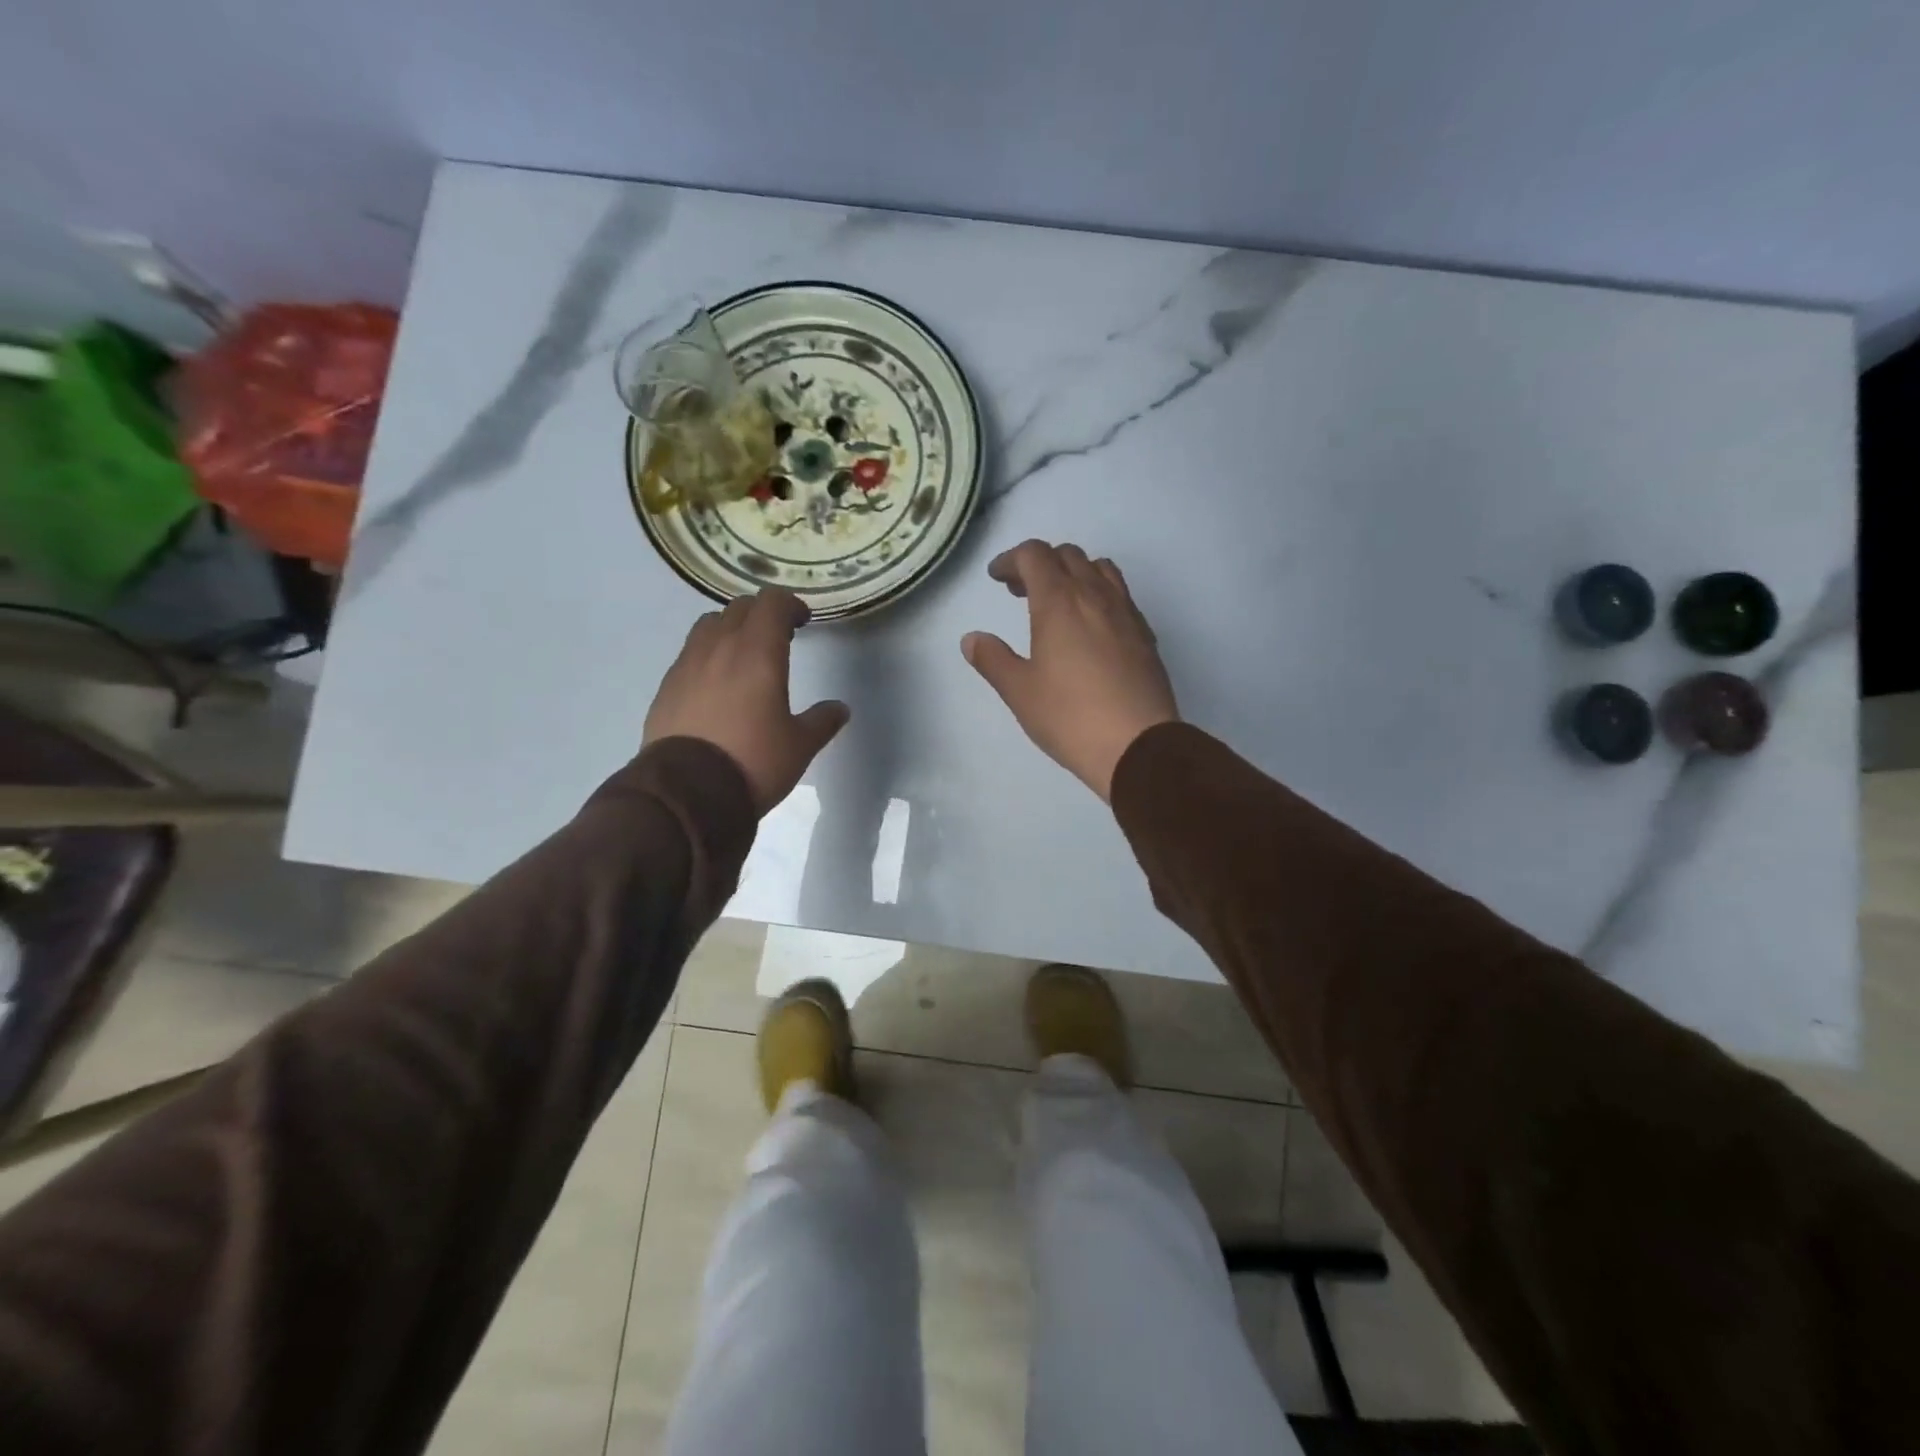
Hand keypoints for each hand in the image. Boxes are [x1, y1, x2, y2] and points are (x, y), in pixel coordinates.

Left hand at [645, 590, 849, 813]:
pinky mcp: (666, 687)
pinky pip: (690, 654)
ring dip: (730, 629)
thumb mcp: (800, 746)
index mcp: (758, 653)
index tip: (803, 621)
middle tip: (779, 636)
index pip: (772, 603)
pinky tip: (716, 684)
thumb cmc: (753, 762)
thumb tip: (840, 708)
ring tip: (743, 655)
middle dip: (762, 614)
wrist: (687, 793)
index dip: (791, 604)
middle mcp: (719, 648)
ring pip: (709, 625)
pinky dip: (708, 655)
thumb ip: (822, 721)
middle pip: (739, 608)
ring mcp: (687, 665)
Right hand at [962, 541, 1178, 799]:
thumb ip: (993, 659)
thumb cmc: (1070, 716)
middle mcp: (1095, 596)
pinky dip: (1100, 595)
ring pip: (1100, 569)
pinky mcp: (1146, 635)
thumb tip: (972, 639)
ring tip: (1059, 602)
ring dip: (1075, 572)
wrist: (1138, 745)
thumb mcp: (1020, 691)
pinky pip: (1121, 596)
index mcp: (1059, 602)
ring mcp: (1126, 613)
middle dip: (1040, 563)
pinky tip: (1092, 628)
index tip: (997, 577)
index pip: (1034, 555)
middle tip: (1021, 591)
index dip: (1011, 559)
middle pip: (1068, 555)